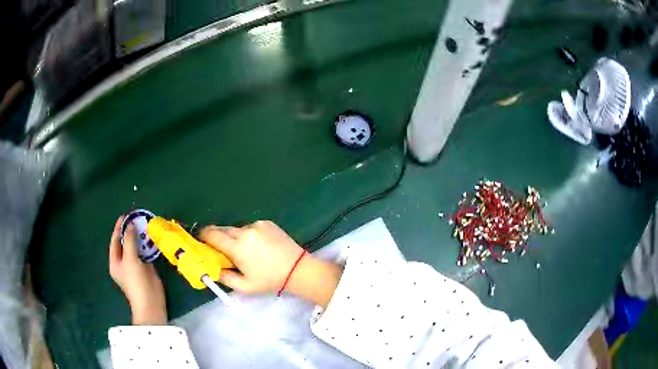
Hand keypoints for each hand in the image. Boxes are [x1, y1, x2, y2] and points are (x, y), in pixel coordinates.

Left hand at [109, 216, 166, 324]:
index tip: (125, 216)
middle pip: (125, 243)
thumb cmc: (135, 281)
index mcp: (115, 261)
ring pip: (136, 247)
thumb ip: (129, 240)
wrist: (150, 301)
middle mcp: (123, 262)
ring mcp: (135, 265)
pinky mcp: (145, 268)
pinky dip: (147, 245)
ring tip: (144, 225)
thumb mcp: (130, 259)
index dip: (119, 228)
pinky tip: (151, 238)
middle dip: (130, 231)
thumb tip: (130, 225)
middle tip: (136, 219)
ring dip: (139, 237)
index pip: (115, 241)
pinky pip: (144, 253)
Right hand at [199, 220, 341, 307]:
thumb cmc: (270, 280)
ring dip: (234, 237)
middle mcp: (245, 231)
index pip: (212, 235)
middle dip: (217, 237)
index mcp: (238, 247)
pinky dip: (248, 235)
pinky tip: (257, 246)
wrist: (298, 269)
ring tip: (243, 251)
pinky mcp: (267, 222)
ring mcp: (257, 225)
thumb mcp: (244, 286)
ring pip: (236, 229)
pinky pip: (250, 227)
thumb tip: (211, 268)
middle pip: (222, 229)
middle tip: (219, 248)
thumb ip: (224, 277)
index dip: (203, 235)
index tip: (199, 239)